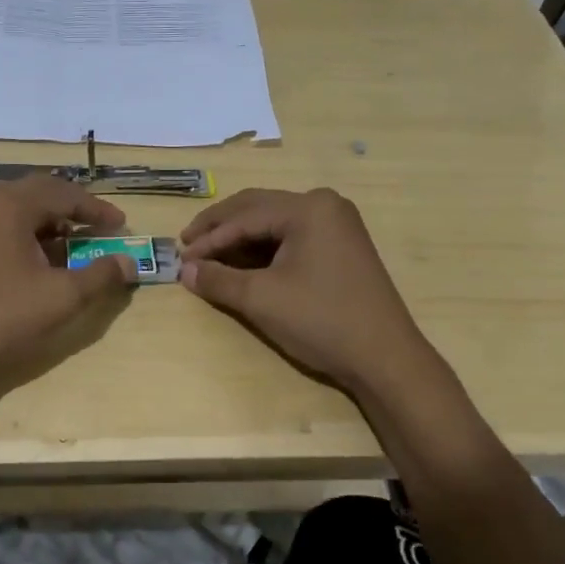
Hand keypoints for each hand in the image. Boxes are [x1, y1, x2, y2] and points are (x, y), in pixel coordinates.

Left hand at [0, 174, 136, 389]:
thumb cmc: (1, 317)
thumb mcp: (61, 297)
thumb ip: (100, 275)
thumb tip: (129, 262)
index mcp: (10, 205)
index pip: (64, 193)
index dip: (97, 209)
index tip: (121, 225)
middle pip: (39, 195)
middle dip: (73, 210)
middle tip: (99, 229)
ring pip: (18, 213)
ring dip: (50, 225)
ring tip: (74, 248)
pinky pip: (1, 230)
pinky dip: (27, 239)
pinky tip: (39, 265)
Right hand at [178, 188, 431, 394]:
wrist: (384, 357)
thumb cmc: (321, 320)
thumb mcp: (261, 299)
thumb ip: (218, 280)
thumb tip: (184, 270)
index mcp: (308, 208)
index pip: (244, 216)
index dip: (208, 238)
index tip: (180, 258)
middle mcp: (325, 206)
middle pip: (258, 209)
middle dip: (220, 228)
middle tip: (187, 246)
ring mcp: (337, 226)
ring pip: (274, 223)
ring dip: (240, 238)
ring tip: (209, 256)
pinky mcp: (341, 248)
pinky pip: (292, 238)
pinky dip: (263, 250)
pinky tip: (243, 264)